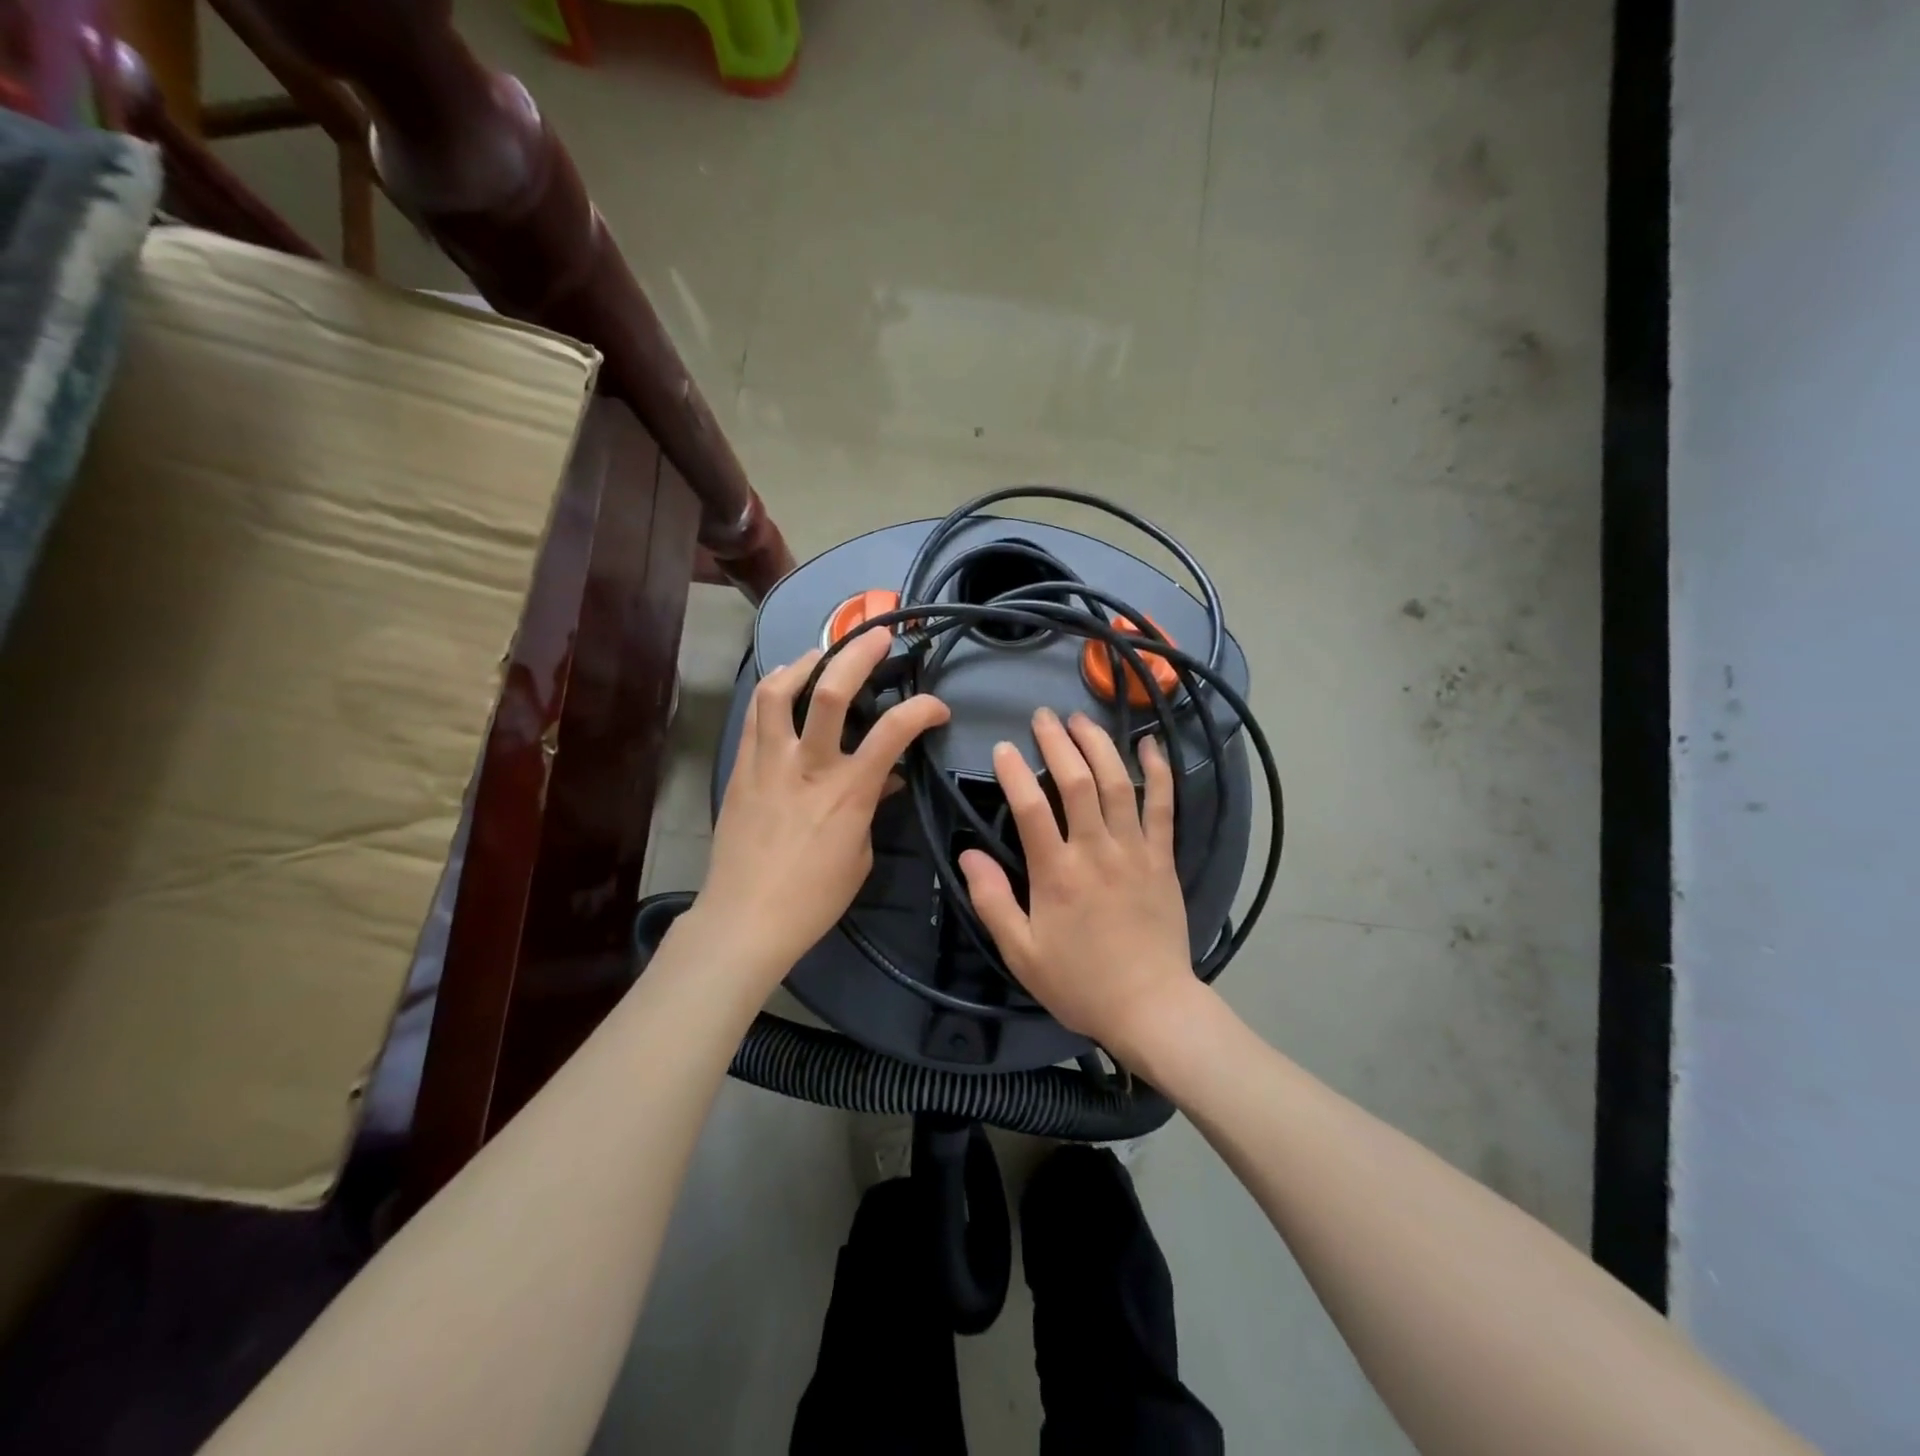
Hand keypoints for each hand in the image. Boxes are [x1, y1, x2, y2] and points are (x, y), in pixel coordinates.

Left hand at [695, 630, 949, 981]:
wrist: (745, 919)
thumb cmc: (814, 897)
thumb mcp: (859, 854)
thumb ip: (873, 807)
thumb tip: (885, 778)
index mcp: (848, 792)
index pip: (895, 731)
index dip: (923, 708)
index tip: (938, 707)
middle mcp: (808, 766)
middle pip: (830, 693)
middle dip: (858, 654)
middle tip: (877, 636)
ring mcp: (768, 763)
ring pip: (778, 693)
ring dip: (803, 664)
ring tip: (820, 656)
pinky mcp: (741, 769)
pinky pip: (754, 717)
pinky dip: (772, 693)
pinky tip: (784, 689)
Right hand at [959, 708, 1196, 1062]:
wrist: (1151, 1007)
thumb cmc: (1080, 982)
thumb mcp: (1021, 953)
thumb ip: (992, 901)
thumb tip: (968, 855)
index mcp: (1057, 874)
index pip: (1031, 808)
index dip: (1014, 772)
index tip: (1002, 748)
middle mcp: (1097, 851)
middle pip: (1078, 782)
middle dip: (1058, 742)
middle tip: (1043, 716)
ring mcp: (1135, 850)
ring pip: (1119, 783)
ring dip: (1099, 745)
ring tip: (1082, 719)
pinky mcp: (1163, 858)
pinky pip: (1164, 806)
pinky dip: (1159, 772)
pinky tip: (1150, 744)